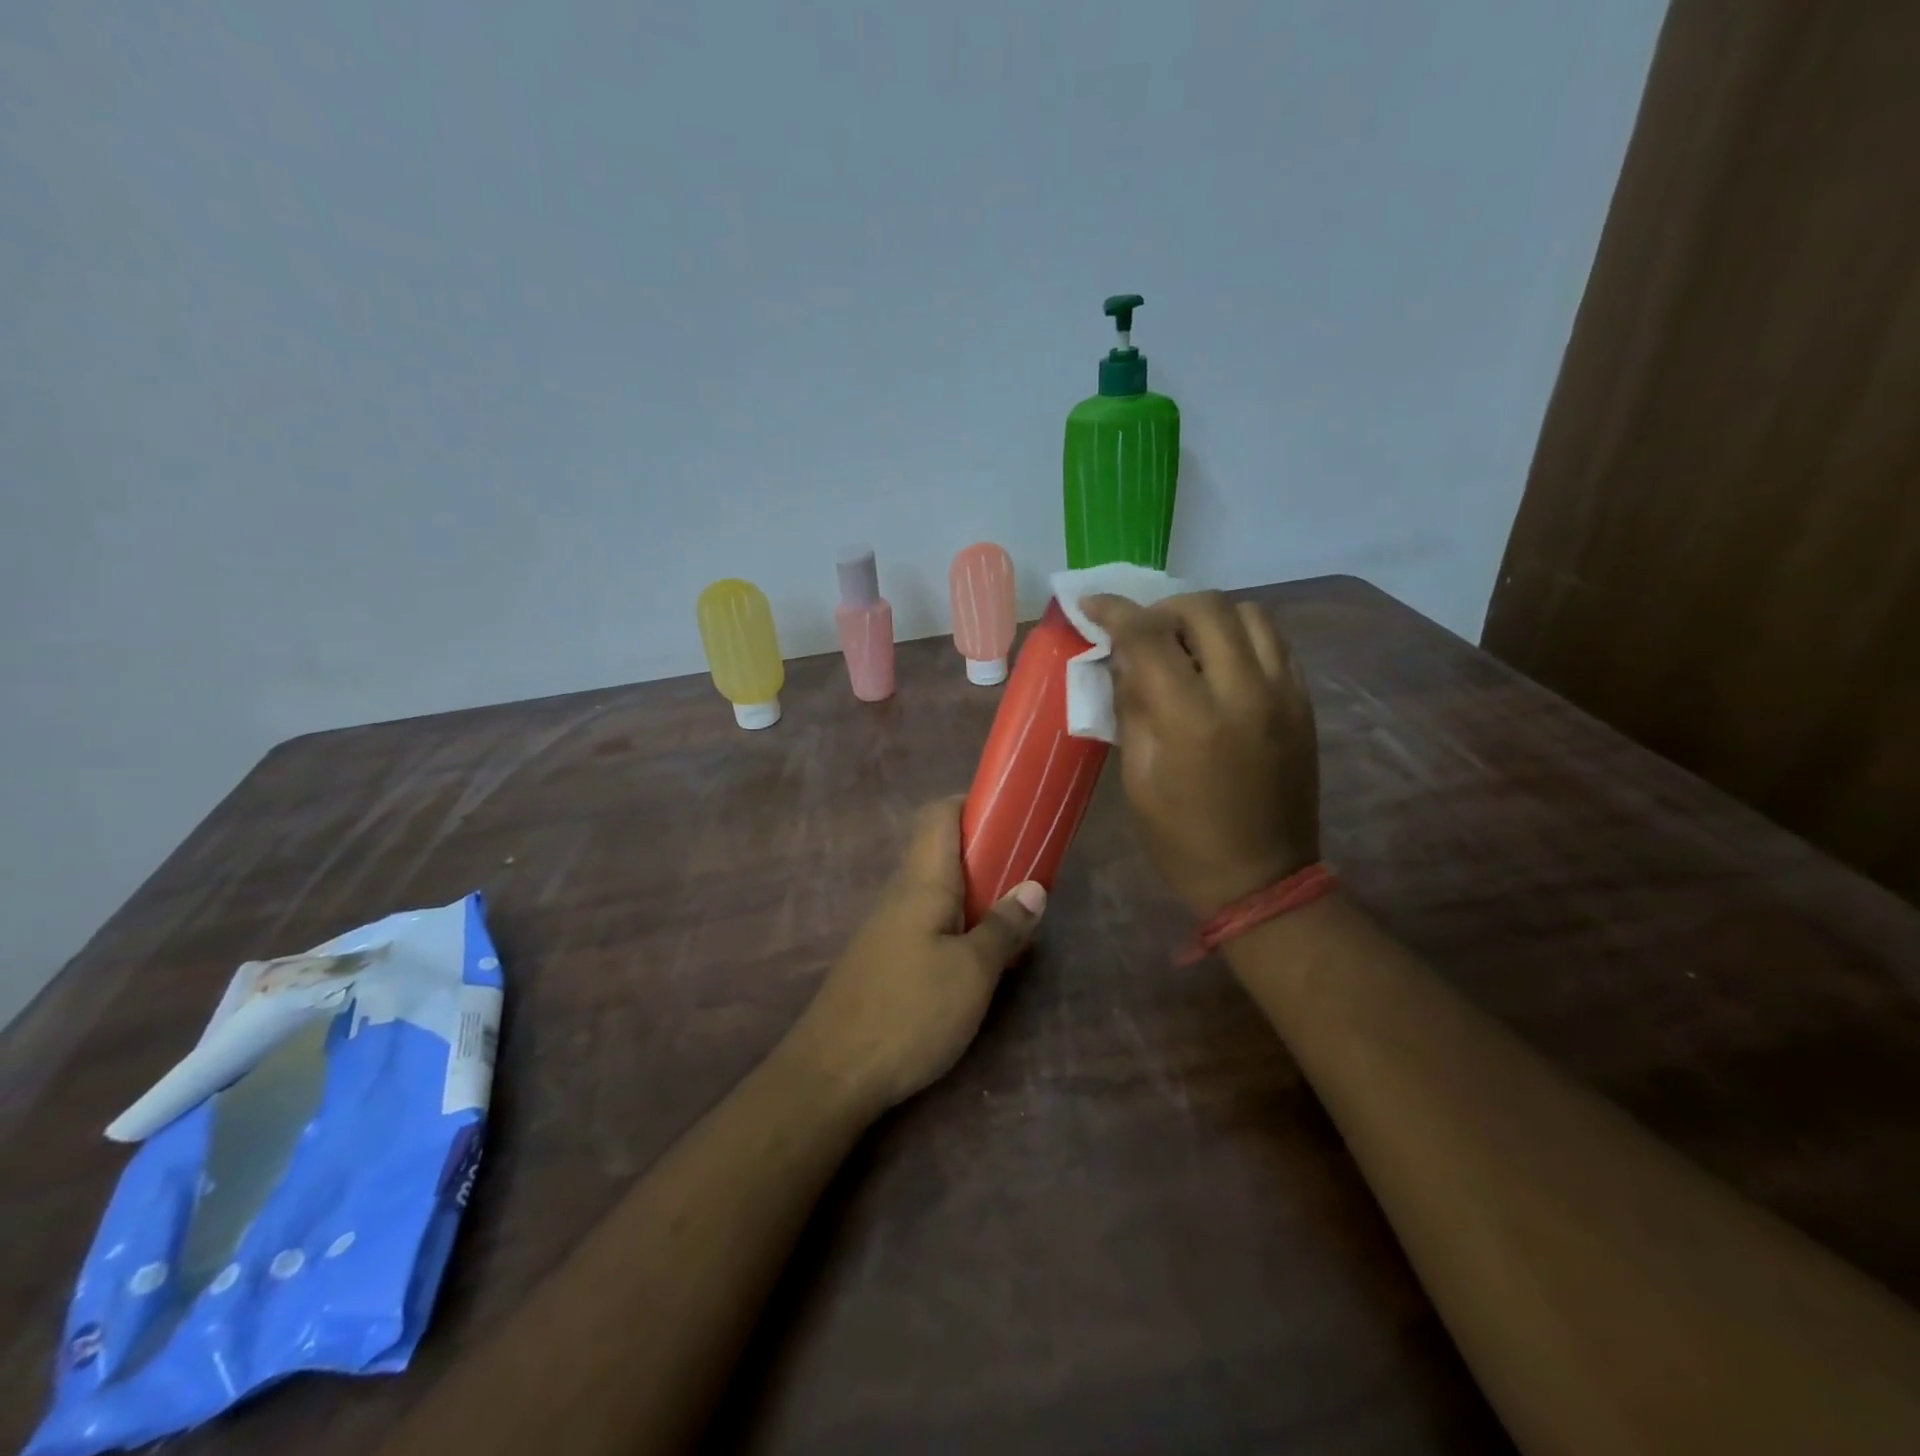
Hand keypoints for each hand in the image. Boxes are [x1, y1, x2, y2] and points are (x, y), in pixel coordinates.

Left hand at [787, 799, 1044, 1111]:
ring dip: (975, 895)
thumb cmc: (910, 1012)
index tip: (1013, 816)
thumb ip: (1004, 926)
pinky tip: (979, 960)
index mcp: (921, 881)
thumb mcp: (972, 972)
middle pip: (941, 851)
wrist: (832, 1074)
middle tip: (1028, 875)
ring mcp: (888, 927)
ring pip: (936, 890)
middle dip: (986, 854)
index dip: (974, 805)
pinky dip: (958, 926)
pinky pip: (927, 923)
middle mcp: (900, 893)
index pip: (938, 814)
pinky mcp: (884, 959)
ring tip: (1014, 919)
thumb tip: (1034, 886)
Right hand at [1082, 590, 1318, 916]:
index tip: (1091, 603)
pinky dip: (1241, 636)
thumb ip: (1130, 707)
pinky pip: (1276, 642)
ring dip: (1209, 616)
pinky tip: (1221, 662)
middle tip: (1143, 632)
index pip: (1148, 637)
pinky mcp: (1304, 703)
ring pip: (1250, 613)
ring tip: (1186, 643)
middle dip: (1164, 608)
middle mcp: (1244, 691)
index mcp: (1191, 718)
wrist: (1263, 878)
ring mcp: (1284, 693)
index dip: (1115, 612)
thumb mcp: (1137, 778)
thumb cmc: (1182, 838)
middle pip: (1205, 608)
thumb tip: (1122, 659)